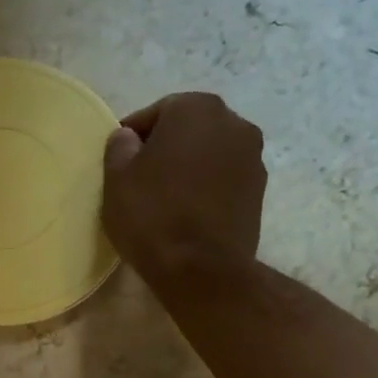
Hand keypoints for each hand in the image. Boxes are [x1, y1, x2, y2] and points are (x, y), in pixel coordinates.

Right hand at [103, 93, 267, 279]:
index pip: (156, 112)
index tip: (119, 160)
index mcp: (195, 109)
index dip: (133, 137)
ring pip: (209, 153)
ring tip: (165, 198)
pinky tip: (187, 212)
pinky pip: (224, 179)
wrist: (202, 268)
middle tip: (141, 178)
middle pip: (188, 129)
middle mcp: (233, 122)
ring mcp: (253, 157)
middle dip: (166, 147)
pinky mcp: (259, 191)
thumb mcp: (117, 179)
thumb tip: (128, 138)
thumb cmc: (153, 215)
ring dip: (189, 167)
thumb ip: (119, 147)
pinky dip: (206, 187)